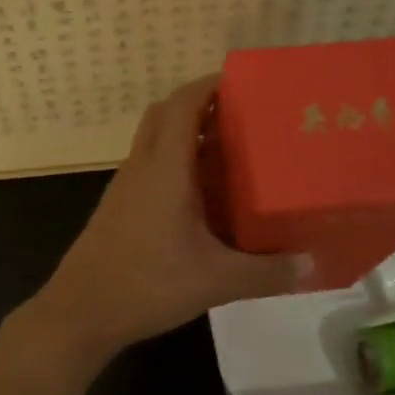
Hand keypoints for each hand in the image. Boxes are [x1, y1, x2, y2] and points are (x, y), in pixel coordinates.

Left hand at [30, 75, 304, 356]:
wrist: (81, 312)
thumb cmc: (147, 284)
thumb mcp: (216, 281)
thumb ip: (267, 272)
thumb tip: (313, 265)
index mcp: (164, 168)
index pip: (183, 104)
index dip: (210, 84)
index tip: (245, 82)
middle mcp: (141, 167)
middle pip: (165, 114)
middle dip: (200, 104)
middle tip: (242, 114)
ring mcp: (125, 187)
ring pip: (154, 140)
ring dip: (186, 134)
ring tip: (230, 149)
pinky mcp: (118, 207)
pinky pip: (149, 167)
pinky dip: (174, 163)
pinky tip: (201, 195)